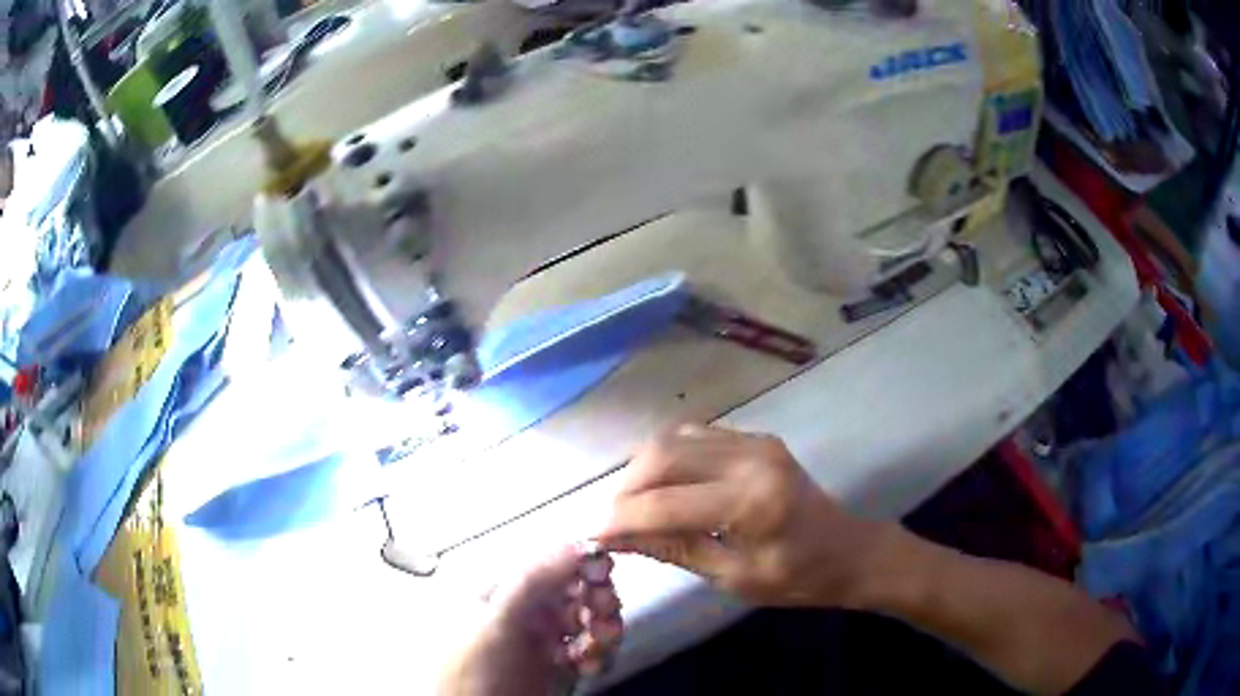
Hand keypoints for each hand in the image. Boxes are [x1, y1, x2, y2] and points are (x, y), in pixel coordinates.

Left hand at [437, 546, 623, 695]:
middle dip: (596, 599)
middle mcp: (523, 611)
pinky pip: (589, 650)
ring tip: (598, 645)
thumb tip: (574, 543)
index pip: (546, 564)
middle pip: (573, 592)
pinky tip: (589, 665)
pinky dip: (597, 654)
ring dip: (601, 629)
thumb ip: (532, 581)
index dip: (578, 563)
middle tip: (604, 614)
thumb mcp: (497, 621)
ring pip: (586, 621)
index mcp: (500, 590)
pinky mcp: (558, 666)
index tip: (604, 571)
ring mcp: (541, 639)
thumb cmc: (475, 668)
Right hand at [598, 424, 891, 607]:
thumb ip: (674, 550)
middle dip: (625, 488)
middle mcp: (750, 459)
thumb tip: (617, 538)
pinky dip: (668, 457)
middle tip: (612, 520)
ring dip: (642, 469)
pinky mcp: (755, 437)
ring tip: (633, 504)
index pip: (663, 504)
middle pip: (662, 456)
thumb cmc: (796, 578)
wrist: (847, 550)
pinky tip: (664, 485)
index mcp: (751, 503)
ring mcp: (754, 441)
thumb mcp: (733, 577)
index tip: (591, 536)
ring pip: (673, 438)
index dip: (620, 520)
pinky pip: (695, 435)